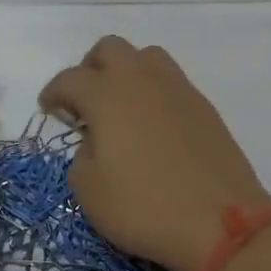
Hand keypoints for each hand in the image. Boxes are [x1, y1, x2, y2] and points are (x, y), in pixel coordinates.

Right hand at [40, 39, 270, 270]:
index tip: (49, 109)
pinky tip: (153, 123)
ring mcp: (176, 87)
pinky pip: (170, 80)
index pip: (69, 79)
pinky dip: (154, 90)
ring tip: (122, 105)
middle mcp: (140, 79)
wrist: (221, 221)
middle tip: (85, 101)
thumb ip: (82, 154)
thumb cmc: (145, 208)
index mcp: (106, 95)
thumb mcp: (90, 191)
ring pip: (145, 56)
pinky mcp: (202, 104)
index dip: (53, 92)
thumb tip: (96, 139)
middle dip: (90, 68)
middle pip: (109, 48)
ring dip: (126, 71)